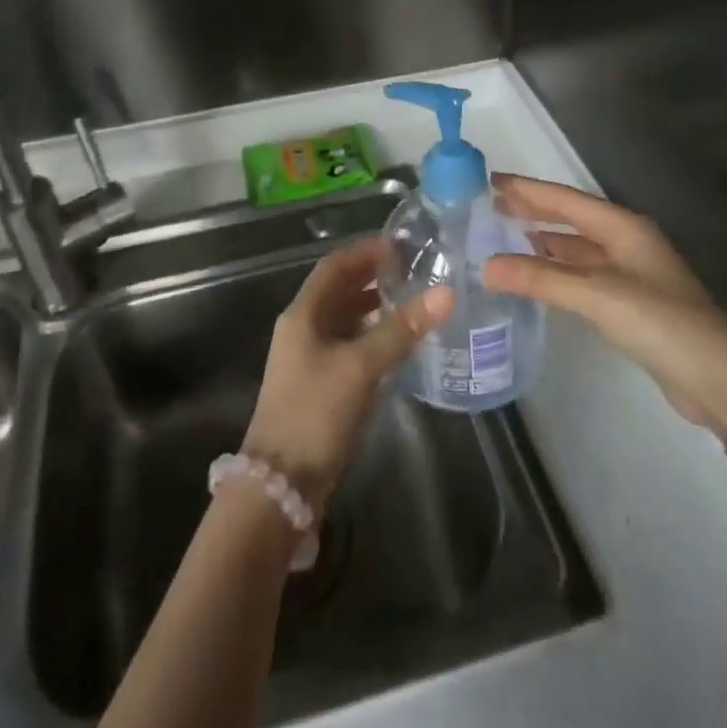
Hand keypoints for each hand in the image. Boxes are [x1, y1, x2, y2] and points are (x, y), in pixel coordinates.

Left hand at [242, 236, 449, 509]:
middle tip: (414, 270)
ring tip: (412, 300)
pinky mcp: (319, 384)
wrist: (281, 484)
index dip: (364, 252)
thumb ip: (401, 329)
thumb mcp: (361, 366)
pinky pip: (348, 346)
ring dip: (373, 307)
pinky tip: (397, 342)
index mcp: (303, 315)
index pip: (334, 267)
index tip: (400, 244)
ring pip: (344, 319)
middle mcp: (302, 329)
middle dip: (372, 277)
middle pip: (338, 291)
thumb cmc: (315, 413)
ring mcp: (309, 358)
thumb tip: (446, 293)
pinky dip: (371, 336)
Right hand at [483, 174, 726, 430]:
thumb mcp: (598, 295)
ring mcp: (630, 273)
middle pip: (571, 218)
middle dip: (533, 210)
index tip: (490, 180)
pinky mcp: (629, 302)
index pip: (566, 199)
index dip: (527, 189)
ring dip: (542, 240)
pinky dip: (555, 270)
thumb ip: (542, 278)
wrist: (717, 379)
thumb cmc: (661, 323)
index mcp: (624, 228)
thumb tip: (485, 266)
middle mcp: (626, 242)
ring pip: (576, 247)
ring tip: (504, 235)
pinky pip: (581, 274)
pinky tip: (536, 275)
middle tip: (491, 204)